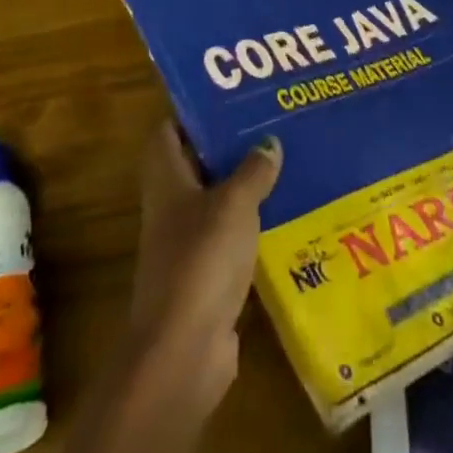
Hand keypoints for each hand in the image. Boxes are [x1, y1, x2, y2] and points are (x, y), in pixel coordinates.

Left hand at [125, 122, 281, 415]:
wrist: (183, 352)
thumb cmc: (201, 260)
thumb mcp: (234, 204)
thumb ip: (253, 170)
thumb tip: (269, 142)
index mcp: (167, 179)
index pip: (168, 132)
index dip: (191, 114)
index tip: (228, 100)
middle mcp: (171, 207)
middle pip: (196, 165)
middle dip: (229, 147)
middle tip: (268, 126)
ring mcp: (187, 244)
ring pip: (217, 203)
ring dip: (245, 188)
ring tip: (285, 165)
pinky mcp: (207, 278)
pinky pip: (232, 240)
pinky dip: (253, 229)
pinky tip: (286, 218)